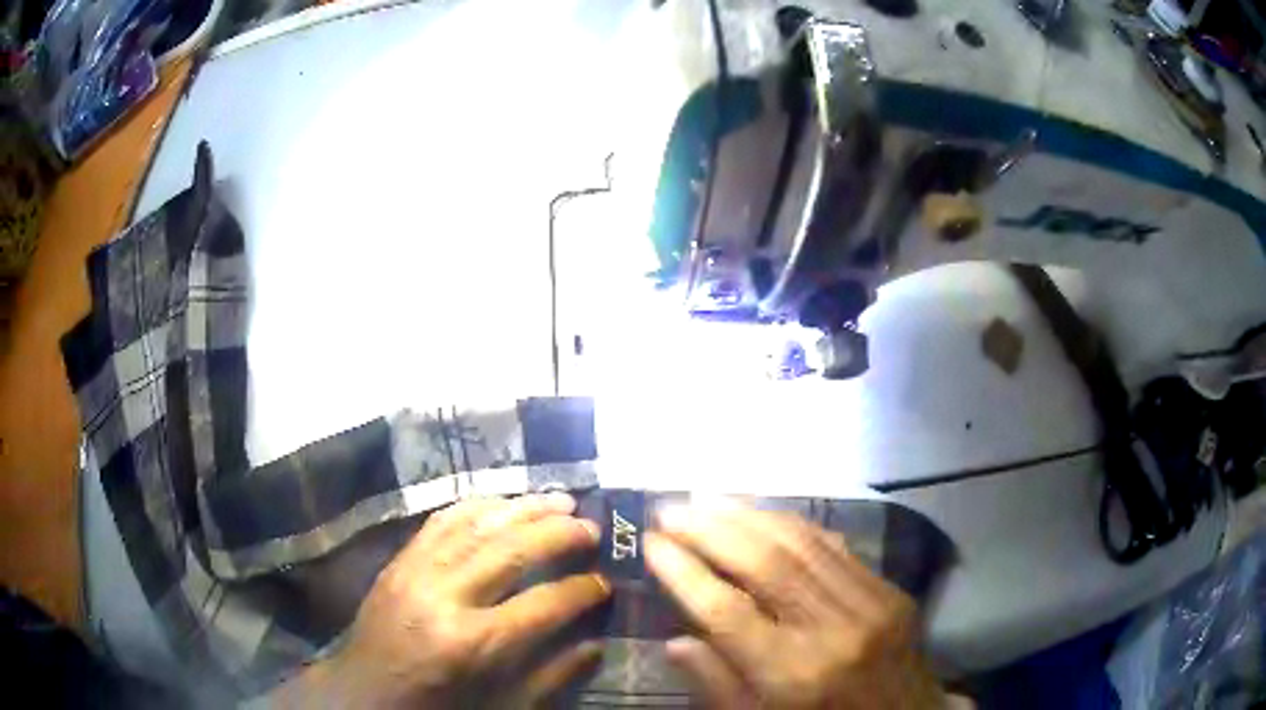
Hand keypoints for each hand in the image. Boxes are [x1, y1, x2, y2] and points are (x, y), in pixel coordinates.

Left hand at [272, 494, 609, 707]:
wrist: (363, 693)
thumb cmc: (435, 705)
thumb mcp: (500, 706)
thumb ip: (551, 678)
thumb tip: (595, 644)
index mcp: (473, 643)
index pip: (543, 604)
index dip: (582, 590)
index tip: (606, 581)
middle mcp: (445, 596)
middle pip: (512, 550)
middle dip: (560, 533)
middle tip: (593, 526)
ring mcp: (416, 570)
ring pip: (478, 524)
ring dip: (524, 507)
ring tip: (560, 499)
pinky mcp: (399, 560)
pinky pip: (442, 520)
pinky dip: (478, 505)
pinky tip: (503, 502)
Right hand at [645, 503, 946, 708]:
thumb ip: (717, 685)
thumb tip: (674, 641)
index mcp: (794, 675)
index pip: (725, 611)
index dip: (682, 572)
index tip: (649, 543)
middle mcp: (833, 630)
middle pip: (764, 563)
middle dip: (710, 530)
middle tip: (670, 510)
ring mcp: (869, 603)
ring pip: (801, 543)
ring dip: (748, 515)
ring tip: (706, 499)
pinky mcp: (890, 590)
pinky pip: (835, 546)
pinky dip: (792, 525)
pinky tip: (762, 514)